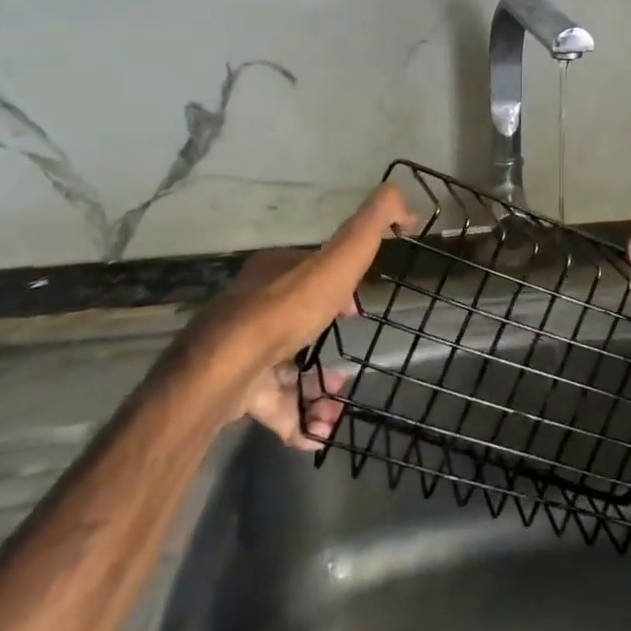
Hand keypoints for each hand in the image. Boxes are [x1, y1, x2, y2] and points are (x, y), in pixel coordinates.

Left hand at [182, 184, 414, 446]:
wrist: (227, 369)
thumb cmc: (289, 308)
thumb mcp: (342, 254)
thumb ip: (372, 223)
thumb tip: (403, 199)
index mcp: (275, 271)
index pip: (312, 272)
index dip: (340, 288)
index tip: (359, 311)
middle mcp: (254, 306)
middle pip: (299, 320)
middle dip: (327, 340)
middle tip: (348, 363)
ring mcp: (243, 351)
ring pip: (287, 367)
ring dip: (316, 386)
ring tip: (336, 401)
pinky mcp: (236, 392)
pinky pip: (273, 406)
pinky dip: (298, 419)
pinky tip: (319, 431)